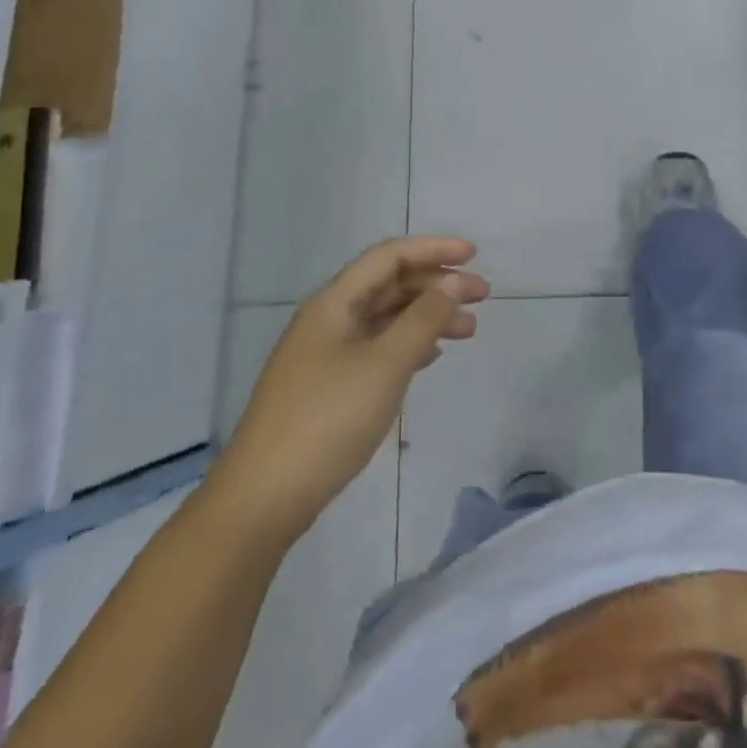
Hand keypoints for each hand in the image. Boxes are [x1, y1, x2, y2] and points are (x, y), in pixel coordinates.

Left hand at [219, 238, 489, 541]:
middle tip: (482, 296)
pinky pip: (377, 348)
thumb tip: (454, 281)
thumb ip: (424, 318)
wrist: (264, 497)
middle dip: (436, 285)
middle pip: (389, 285)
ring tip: (469, 331)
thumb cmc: (328, 420)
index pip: (388, 257)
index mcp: (334, 303)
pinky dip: (409, 345)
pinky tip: (432, 356)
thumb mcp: (385, 364)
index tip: (474, 255)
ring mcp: (326, 354)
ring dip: (427, 317)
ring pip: (385, 319)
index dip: (432, 249)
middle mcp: (328, 319)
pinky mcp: (328, 386)